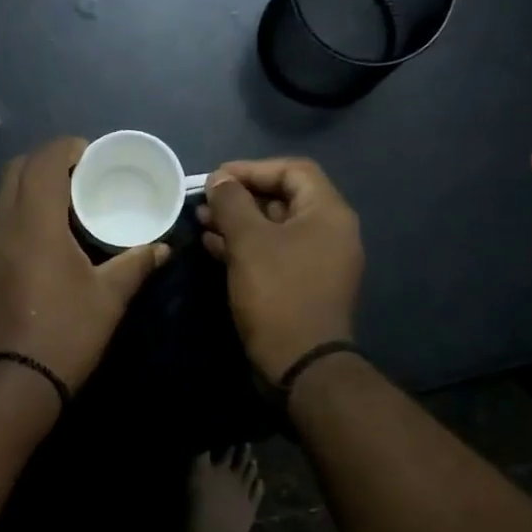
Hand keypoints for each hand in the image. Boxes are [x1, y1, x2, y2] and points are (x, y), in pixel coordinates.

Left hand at [0, 137, 168, 393]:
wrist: (9, 387)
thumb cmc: (65, 335)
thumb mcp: (109, 299)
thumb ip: (136, 264)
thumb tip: (162, 248)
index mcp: (34, 223)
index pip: (43, 161)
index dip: (67, 148)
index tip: (90, 156)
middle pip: (15, 170)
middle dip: (45, 164)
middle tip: (77, 179)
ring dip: (27, 192)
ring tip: (59, 211)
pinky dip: (14, 221)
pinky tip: (36, 248)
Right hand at [197, 157, 363, 380]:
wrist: (300, 362)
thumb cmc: (278, 292)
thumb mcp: (249, 241)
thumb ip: (232, 203)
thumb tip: (220, 179)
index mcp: (328, 213)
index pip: (294, 170)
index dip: (253, 168)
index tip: (217, 178)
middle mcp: (329, 232)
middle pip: (283, 199)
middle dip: (240, 197)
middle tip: (205, 202)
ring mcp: (317, 261)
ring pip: (274, 228)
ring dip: (238, 222)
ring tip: (201, 222)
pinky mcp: (302, 285)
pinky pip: (273, 254)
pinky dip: (246, 246)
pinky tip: (214, 247)